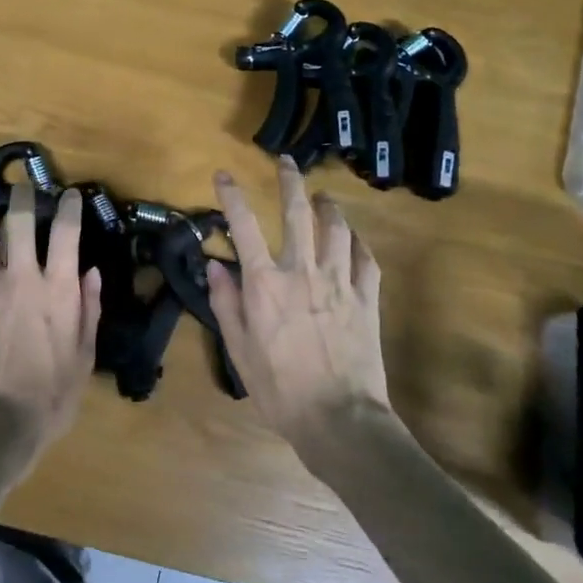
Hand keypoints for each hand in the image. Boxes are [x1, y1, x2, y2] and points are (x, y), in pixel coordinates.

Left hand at [0, 182, 102, 466]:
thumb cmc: (50, 395)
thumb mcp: (84, 356)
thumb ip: (88, 309)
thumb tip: (91, 272)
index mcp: (56, 288)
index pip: (66, 231)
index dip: (69, 206)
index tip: (70, 194)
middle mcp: (20, 277)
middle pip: (17, 220)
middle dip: (22, 199)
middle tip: (24, 192)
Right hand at [207, 157, 394, 455]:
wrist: (339, 420)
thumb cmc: (280, 389)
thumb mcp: (239, 350)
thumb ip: (225, 303)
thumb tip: (215, 265)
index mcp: (265, 284)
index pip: (244, 227)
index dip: (232, 196)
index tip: (224, 174)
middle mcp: (302, 272)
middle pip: (297, 213)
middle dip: (290, 181)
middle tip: (287, 161)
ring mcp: (339, 282)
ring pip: (337, 229)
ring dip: (329, 207)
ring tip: (323, 197)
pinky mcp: (366, 299)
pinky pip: (366, 260)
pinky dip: (359, 244)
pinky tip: (354, 241)